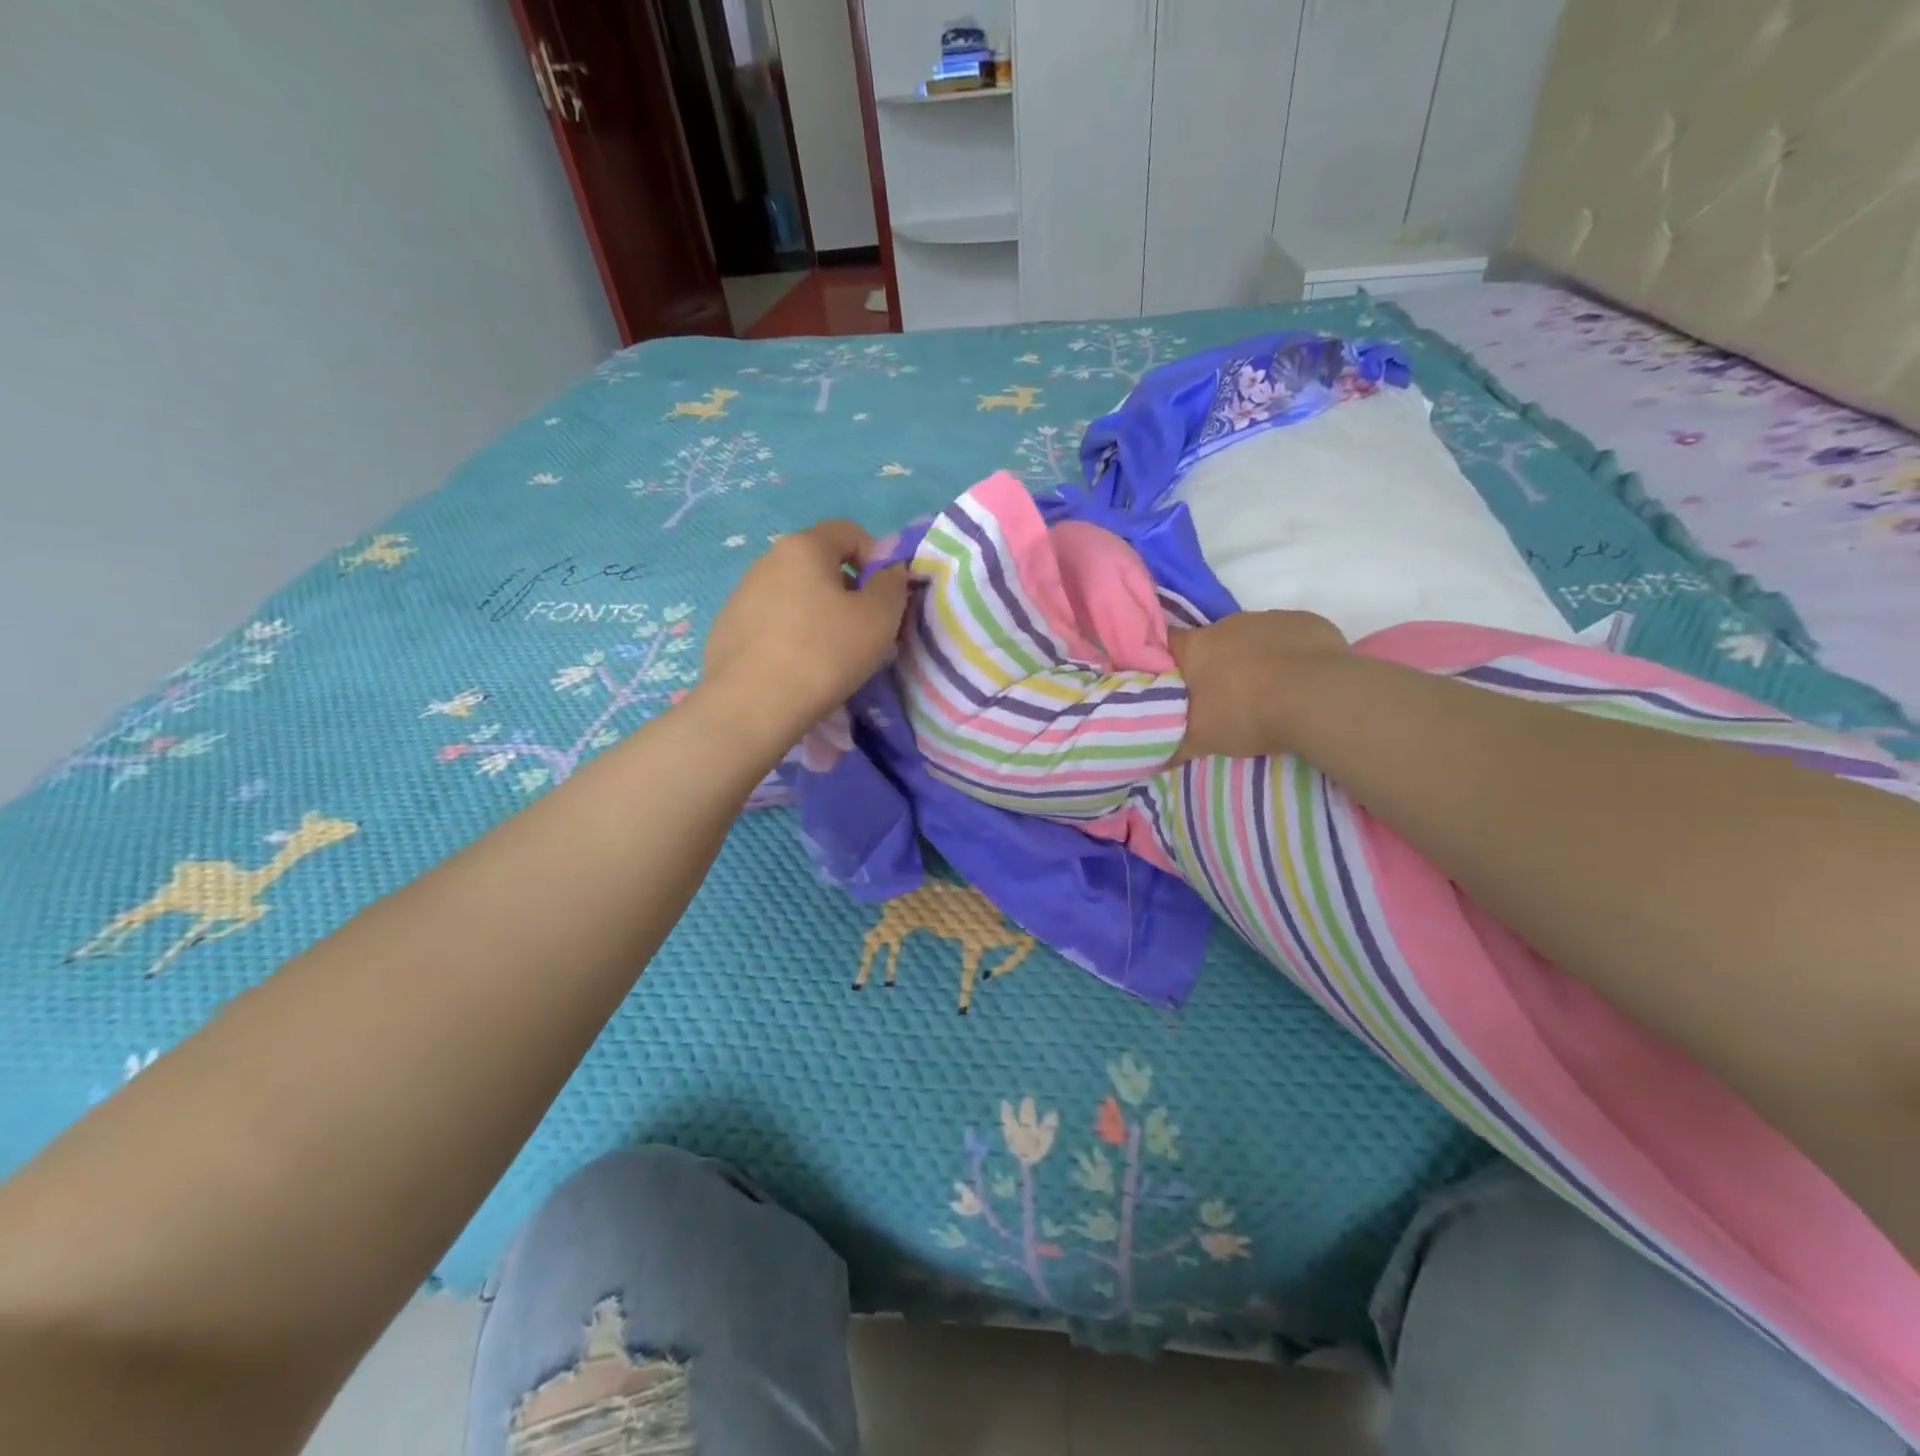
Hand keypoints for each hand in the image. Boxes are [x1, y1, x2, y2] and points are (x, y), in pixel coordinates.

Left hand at [699, 520, 908, 740]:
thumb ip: (892, 585)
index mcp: (804, 547)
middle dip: (847, 590)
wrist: (751, 706)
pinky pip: (771, 622)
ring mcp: (741, 594)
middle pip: (820, 564)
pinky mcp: (727, 628)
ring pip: (795, 594)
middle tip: (862, 632)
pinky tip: (796, 669)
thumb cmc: (824, 654)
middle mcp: (767, 560)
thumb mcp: (879, 619)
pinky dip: (790, 636)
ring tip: (828, 656)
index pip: (849, 532)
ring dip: (818, 614)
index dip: (877, 558)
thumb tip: (888, 571)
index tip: (884, 599)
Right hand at [1169, 610, 1347, 758]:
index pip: (1167, 645)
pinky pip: (1288, 637)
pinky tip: (1298, 680)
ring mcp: (1269, 619)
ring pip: (1252, 638)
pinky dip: (1288, 655)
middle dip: (1215, 665)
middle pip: (1212, 642)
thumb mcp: (1203, 740)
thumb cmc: (1248, 715)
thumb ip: (1175, 746)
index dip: (1167, 662)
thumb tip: (1152, 762)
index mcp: (1196, 647)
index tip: (1172, 682)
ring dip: (1253, 659)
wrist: (1320, 699)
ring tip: (1266, 692)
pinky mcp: (1307, 622)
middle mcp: (1228, 624)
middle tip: (1223, 698)